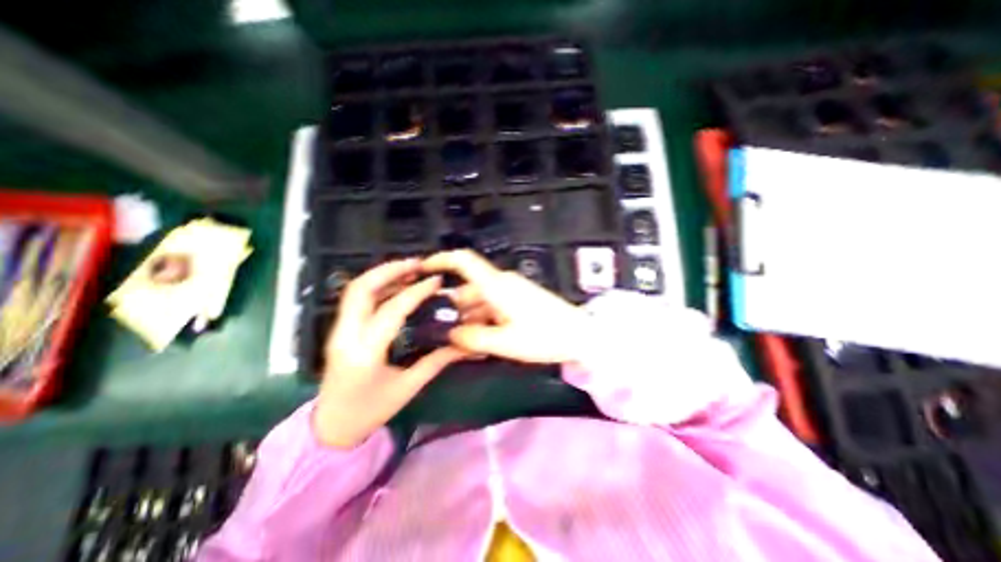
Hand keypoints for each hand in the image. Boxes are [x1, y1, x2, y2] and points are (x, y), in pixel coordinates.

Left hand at [316, 258, 469, 448]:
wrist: (331, 428)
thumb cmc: (371, 411)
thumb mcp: (408, 388)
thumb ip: (436, 361)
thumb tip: (462, 344)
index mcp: (365, 353)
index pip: (392, 310)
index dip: (416, 292)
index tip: (436, 281)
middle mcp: (346, 336)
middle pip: (361, 289)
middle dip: (390, 269)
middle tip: (417, 263)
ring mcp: (337, 331)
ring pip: (355, 290)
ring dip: (382, 274)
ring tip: (409, 268)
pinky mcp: (339, 330)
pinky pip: (357, 299)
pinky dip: (377, 286)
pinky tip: (396, 285)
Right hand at [424, 250, 591, 364]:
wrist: (580, 335)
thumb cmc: (544, 336)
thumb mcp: (504, 342)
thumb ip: (472, 338)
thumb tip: (450, 335)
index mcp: (496, 286)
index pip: (464, 261)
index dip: (441, 260)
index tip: (422, 269)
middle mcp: (502, 283)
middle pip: (468, 290)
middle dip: (456, 311)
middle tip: (447, 336)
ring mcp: (512, 291)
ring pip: (480, 301)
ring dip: (471, 320)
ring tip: (468, 345)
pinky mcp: (519, 300)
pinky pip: (493, 306)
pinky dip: (485, 321)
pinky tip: (485, 341)